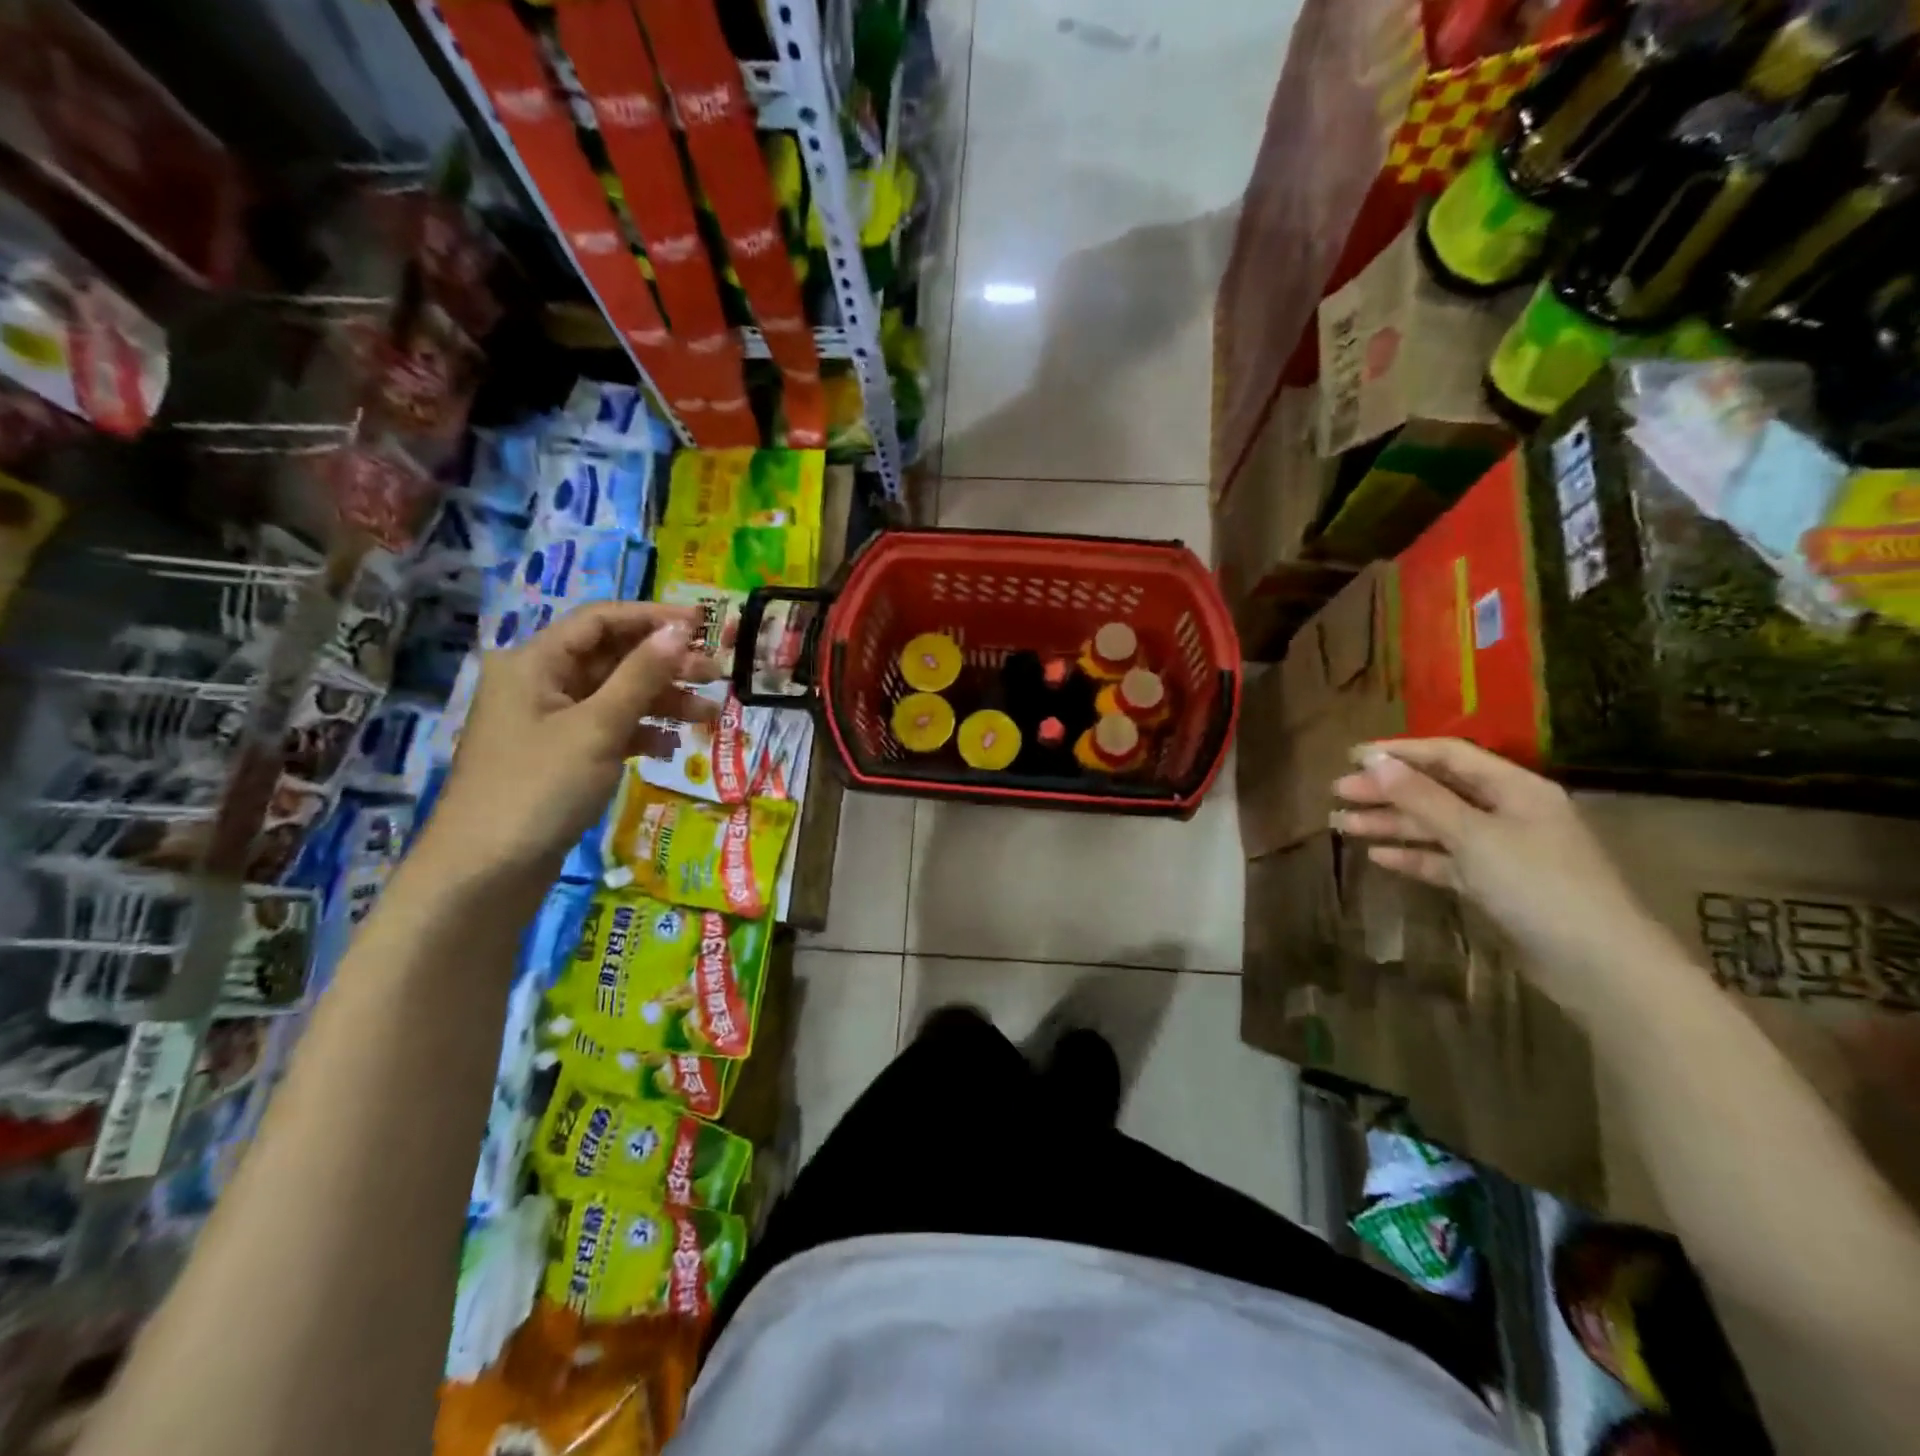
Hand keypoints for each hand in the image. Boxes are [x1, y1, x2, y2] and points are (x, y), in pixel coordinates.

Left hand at [419, 603, 720, 886]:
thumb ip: (641, 676)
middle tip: (716, 674)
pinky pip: (607, 728)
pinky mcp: (559, 756)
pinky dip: (640, 732)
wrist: (485, 873)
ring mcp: (548, 722)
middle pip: (611, 657)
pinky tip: (669, 748)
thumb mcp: (597, 728)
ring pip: (614, 695)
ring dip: (660, 701)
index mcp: (534, 662)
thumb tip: (679, 630)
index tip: (704, 625)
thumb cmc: (539, 788)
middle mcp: (539, 683)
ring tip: (707, 715)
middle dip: (664, 664)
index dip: (652, 618)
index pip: (600, 621)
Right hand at [1331, 738, 1670, 1016]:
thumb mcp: (1474, 836)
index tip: (1351, 757)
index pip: (1448, 755)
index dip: (1399, 753)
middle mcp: (1509, 812)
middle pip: (1437, 791)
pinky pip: (1446, 861)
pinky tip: (1379, 857)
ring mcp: (1504, 850)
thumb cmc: (1538, 886)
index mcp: (1515, 788)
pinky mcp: (1496, 886)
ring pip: (1436, 827)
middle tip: (1337, 793)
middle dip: (1386, 791)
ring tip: (1341, 825)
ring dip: (1391, 824)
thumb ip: (1422, 798)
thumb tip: (1374, 760)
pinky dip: (1414, 856)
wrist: (1599, 966)